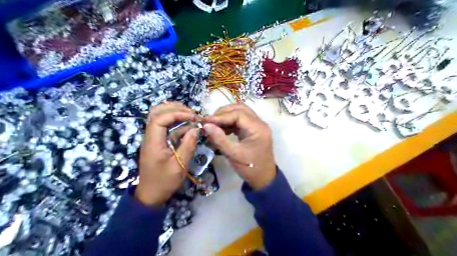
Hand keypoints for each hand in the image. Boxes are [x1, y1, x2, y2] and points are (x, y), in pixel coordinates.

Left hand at [136, 101, 198, 205]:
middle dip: (175, 108)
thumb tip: (196, 129)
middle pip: (156, 112)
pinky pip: (166, 126)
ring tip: (191, 116)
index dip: (177, 113)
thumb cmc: (164, 182)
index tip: (193, 117)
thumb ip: (188, 146)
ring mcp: (153, 138)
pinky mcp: (158, 141)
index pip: (160, 118)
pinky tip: (189, 126)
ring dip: (175, 113)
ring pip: (160, 116)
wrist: (151, 195)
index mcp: (152, 142)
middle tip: (192, 113)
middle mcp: (150, 136)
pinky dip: (177, 123)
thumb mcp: (179, 166)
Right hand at [205, 102, 276, 189]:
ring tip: (214, 125)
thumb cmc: (250, 168)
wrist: (264, 178)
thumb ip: (219, 138)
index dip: (220, 116)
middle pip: (240, 109)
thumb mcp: (233, 154)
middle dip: (223, 113)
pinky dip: (230, 122)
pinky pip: (241, 120)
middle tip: (210, 122)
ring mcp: (258, 125)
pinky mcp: (254, 129)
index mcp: (257, 128)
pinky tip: (222, 129)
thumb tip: (206, 125)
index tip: (206, 121)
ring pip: (241, 112)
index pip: (238, 114)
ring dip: (226, 116)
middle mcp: (260, 123)